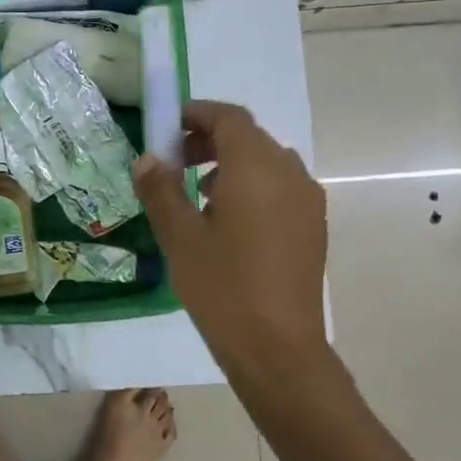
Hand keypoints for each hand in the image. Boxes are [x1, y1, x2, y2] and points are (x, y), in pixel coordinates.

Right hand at [134, 101, 328, 371]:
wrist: (277, 347)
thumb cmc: (222, 286)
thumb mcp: (180, 236)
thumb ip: (161, 190)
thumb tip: (147, 160)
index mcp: (256, 167)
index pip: (229, 117)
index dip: (196, 114)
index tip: (166, 127)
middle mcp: (289, 173)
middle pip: (249, 137)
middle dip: (209, 140)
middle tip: (172, 162)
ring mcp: (307, 200)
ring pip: (266, 163)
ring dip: (230, 164)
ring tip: (196, 194)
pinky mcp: (313, 226)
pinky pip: (280, 188)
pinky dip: (251, 186)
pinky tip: (226, 222)